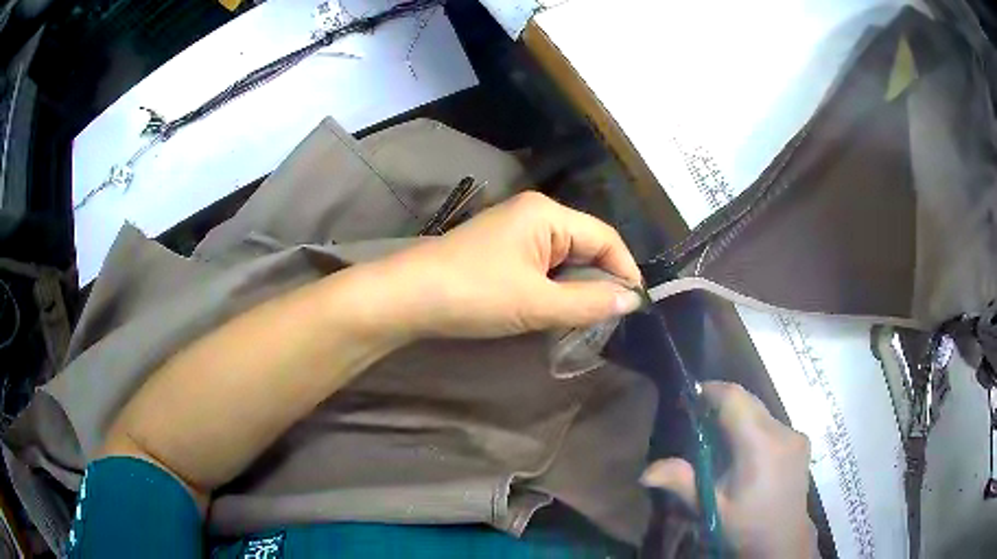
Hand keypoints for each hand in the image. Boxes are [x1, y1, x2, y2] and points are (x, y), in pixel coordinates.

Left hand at [368, 191, 643, 338]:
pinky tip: (557, 310)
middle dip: (600, 281)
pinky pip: (542, 266)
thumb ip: (589, 302)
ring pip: (563, 258)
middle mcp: (534, 214)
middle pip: (585, 245)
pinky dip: (554, 288)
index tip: (637, 305)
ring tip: (589, 319)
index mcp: (547, 214)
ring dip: (577, 287)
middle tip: (613, 318)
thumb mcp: (537, 303)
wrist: (407, 298)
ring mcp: (515, 231)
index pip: (604, 237)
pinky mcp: (501, 250)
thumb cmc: (475, 294)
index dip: (625, 270)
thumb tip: (632, 300)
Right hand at [641, 382, 816, 557]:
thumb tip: (645, 472)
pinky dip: (756, 429)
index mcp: (759, 444)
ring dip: (740, 418)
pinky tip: (747, 455)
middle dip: (723, 405)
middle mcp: (782, 431)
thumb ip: (682, 482)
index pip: (735, 398)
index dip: (712, 391)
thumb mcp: (711, 507)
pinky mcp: (802, 442)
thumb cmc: (745, 525)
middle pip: (749, 401)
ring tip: (722, 444)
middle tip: (700, 423)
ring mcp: (796, 435)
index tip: (691, 399)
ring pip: (762, 412)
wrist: (783, 541)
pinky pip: (773, 424)